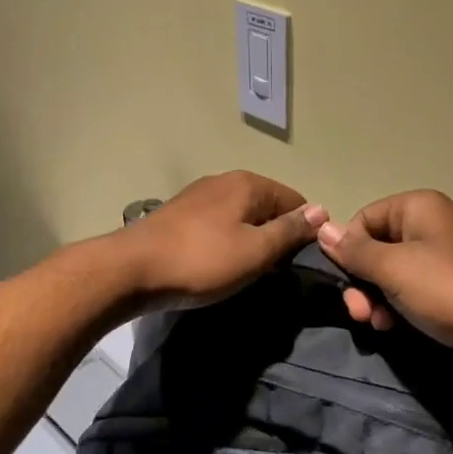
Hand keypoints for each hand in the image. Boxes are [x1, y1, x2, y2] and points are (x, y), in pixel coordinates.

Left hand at [118, 171, 328, 309]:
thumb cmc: (202, 261)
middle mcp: (225, 181)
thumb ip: (290, 230)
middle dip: (277, 236)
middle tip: (275, 273)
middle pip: (268, 207)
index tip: (301, 263)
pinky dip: (227, 243)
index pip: (296, 200)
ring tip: (248, 272)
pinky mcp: (180, 215)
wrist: (130, 270)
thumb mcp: (256, 250)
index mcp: (249, 183)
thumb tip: (321, 211)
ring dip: (251, 241)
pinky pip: (219, 225)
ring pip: (242, 217)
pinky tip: (219, 265)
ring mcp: (199, 196)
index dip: (305, 231)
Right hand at [314, 190, 452, 376]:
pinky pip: (414, 287)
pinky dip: (399, 305)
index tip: (347, 284)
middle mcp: (432, 223)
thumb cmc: (448, 290)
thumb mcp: (394, 269)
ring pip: (393, 271)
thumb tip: (322, 228)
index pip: (364, 219)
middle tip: (360, 314)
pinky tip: (395, 326)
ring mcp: (446, 254)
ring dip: (378, 298)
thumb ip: (355, 250)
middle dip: (363, 282)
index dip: (348, 251)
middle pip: (377, 247)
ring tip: (378, 324)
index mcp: (418, 207)